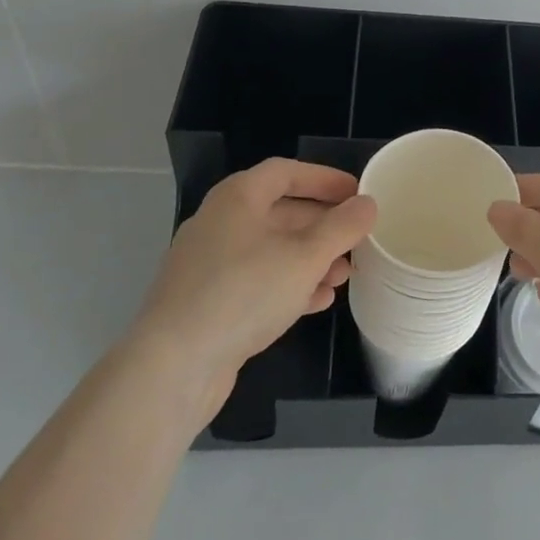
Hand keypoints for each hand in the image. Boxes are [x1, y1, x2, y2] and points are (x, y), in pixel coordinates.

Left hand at [131, 159, 375, 412]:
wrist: (172, 368)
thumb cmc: (244, 293)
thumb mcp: (305, 257)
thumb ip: (342, 227)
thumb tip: (367, 204)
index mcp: (238, 198)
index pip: (286, 172)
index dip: (324, 179)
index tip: (357, 193)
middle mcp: (220, 223)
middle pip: (281, 212)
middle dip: (323, 226)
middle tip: (357, 240)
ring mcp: (210, 265)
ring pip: (271, 250)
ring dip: (310, 259)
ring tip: (344, 276)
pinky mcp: (207, 303)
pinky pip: (256, 282)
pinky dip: (288, 285)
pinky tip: (317, 302)